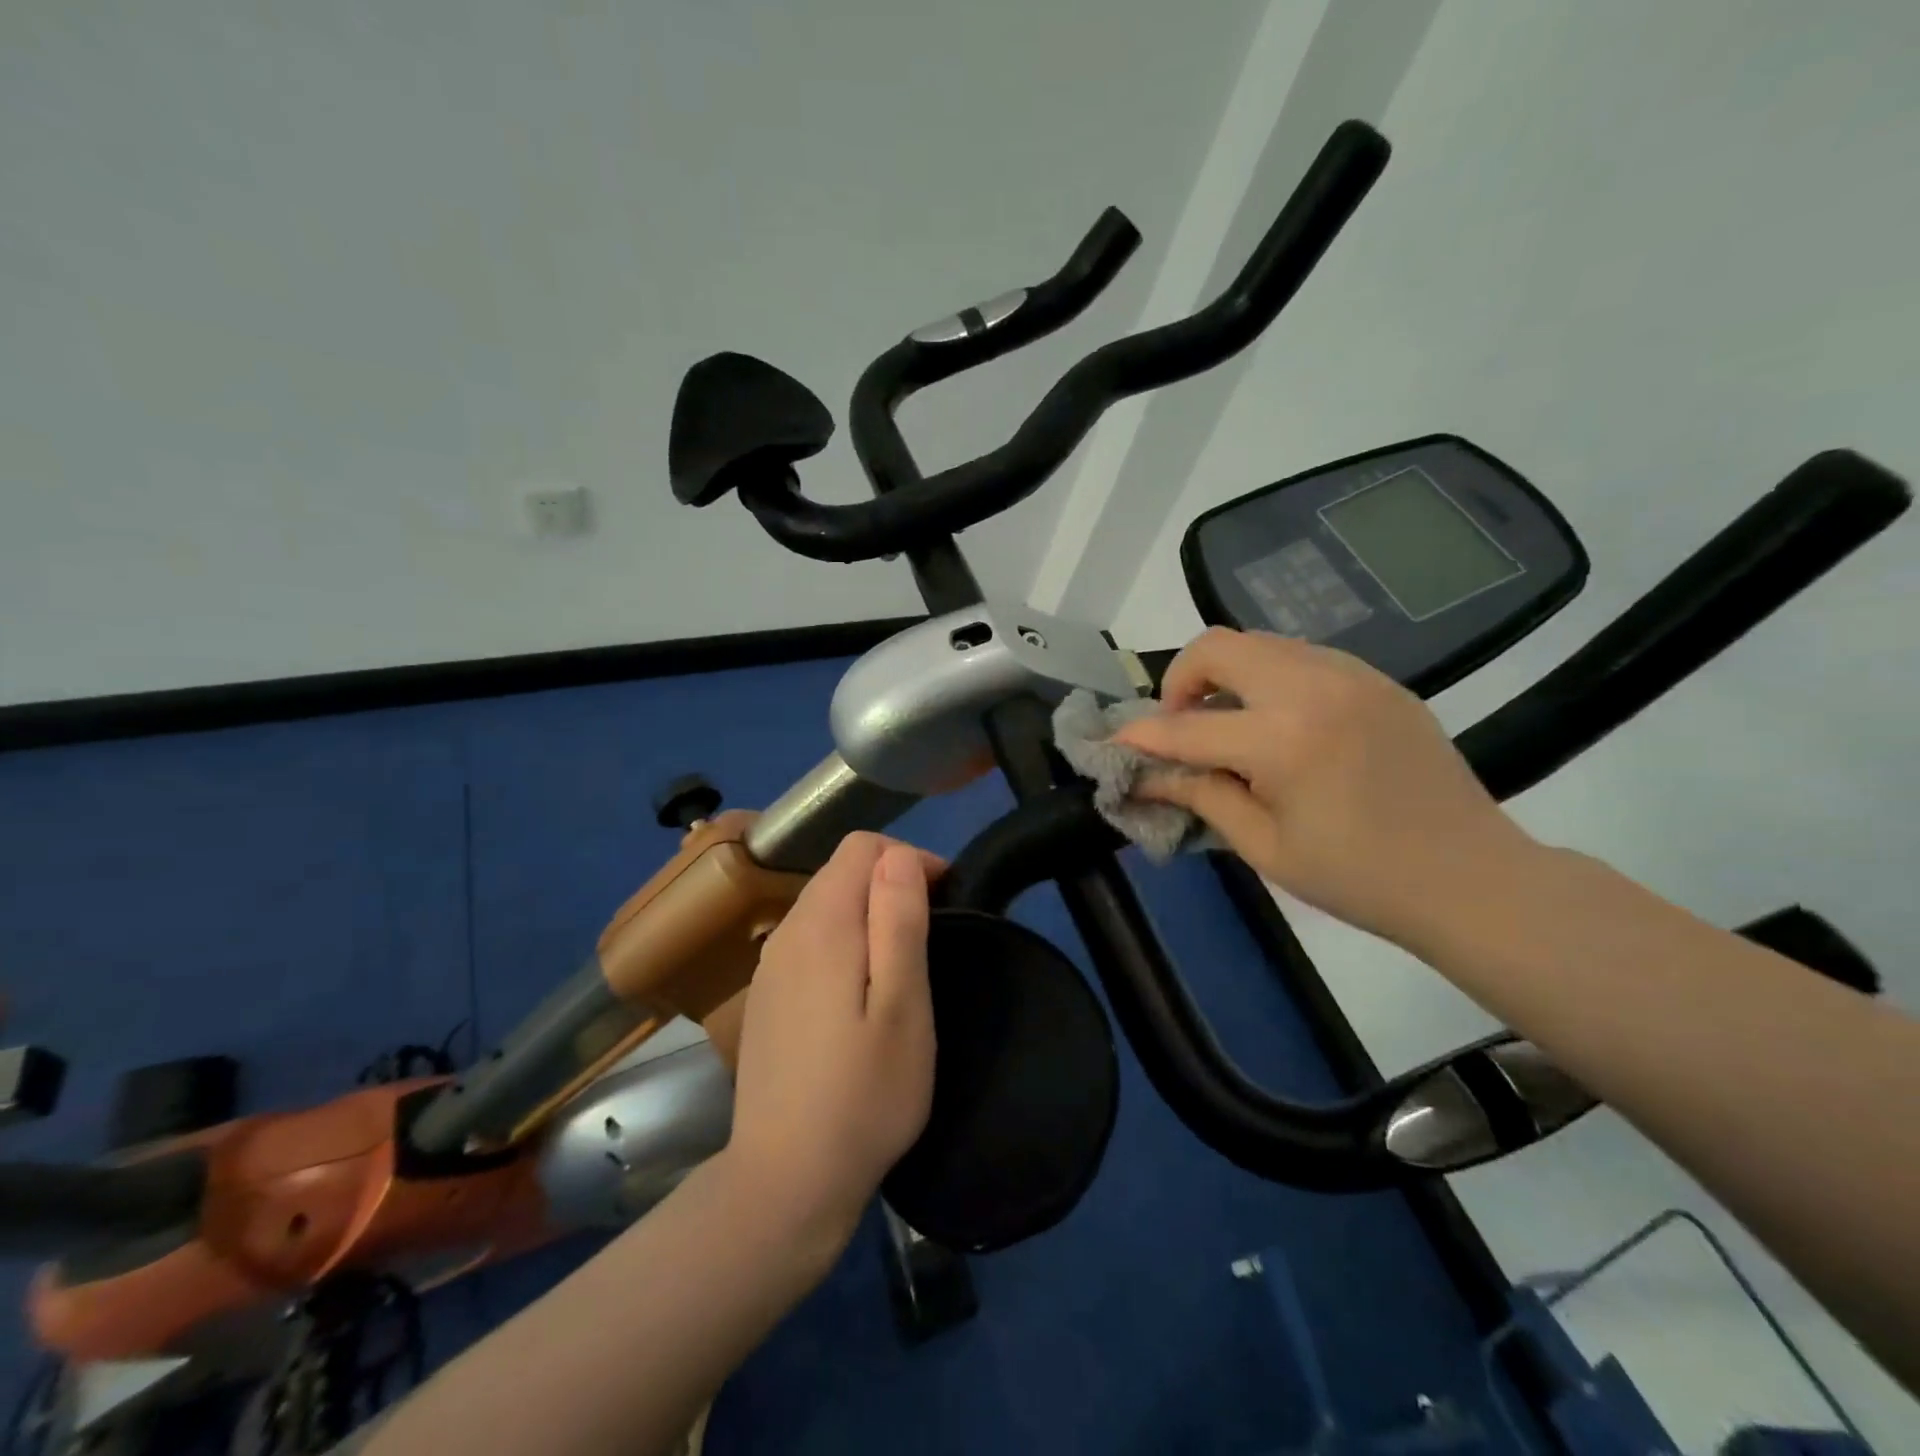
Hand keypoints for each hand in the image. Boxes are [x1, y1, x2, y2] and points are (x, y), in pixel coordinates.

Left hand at [724, 833, 937, 1254]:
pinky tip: (860, 994)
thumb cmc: (864, 1093)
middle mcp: (787, 931)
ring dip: (869, 913)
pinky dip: (844, 942)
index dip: (910, 859)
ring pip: (825, 904)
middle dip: (891, 883)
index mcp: (822, 923)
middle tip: (930, 937)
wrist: (786, 1180)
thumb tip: (899, 856)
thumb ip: (898, 920)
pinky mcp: (767, 996)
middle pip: (841, 871)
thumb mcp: (903, 1005)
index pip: (862, 847)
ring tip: (902, 964)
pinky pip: (810, 940)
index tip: (944, 900)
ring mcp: (770, 965)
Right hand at [1116, 628, 1536, 944]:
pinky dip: (1269, 678)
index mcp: (1284, 740)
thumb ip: (1201, 798)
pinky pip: (1302, 657)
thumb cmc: (1359, 878)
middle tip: (1180, 725)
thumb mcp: (1266, 847)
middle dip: (1181, 680)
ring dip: (1226, 674)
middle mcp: (1314, 688)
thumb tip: (1146, 778)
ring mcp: (1352, 676)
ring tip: (1227, 724)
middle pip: (1219, 646)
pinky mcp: (1377, 680)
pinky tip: (1278, 724)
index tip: (1114, 744)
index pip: (1187, 728)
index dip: (1141, 736)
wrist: (1471, 878)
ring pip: (1260, 643)